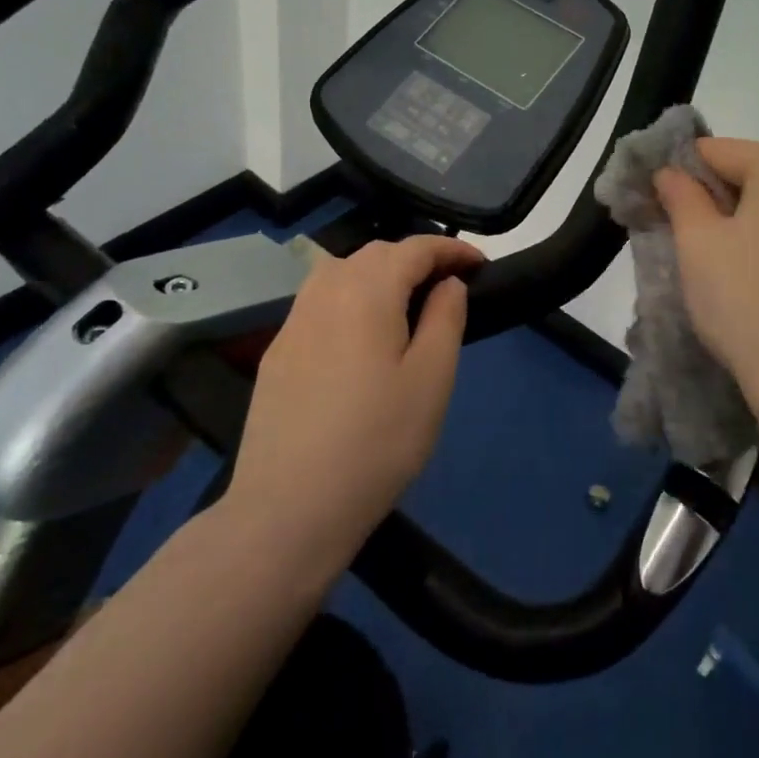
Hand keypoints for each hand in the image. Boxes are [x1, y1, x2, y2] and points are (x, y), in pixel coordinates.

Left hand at [222, 236, 483, 549]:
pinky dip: (351, 297)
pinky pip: (320, 302)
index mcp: (367, 291)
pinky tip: (361, 334)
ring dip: (380, 273)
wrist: (290, 508)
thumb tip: (448, 282)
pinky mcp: (277, 353)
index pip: (414, 248)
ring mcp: (294, 322)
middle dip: (416, 258)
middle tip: (449, 285)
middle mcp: (325, 293)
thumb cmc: (378, 441)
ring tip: (407, 304)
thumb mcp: (432, 378)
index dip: (452, 249)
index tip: (481, 265)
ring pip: (341, 272)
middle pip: (375, 254)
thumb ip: (446, 317)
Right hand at [655, 139, 758, 433]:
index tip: (659, 207)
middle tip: (687, 240)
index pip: (718, 152)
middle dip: (717, 199)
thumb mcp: (697, 243)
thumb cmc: (746, 300)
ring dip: (748, 222)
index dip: (681, 174)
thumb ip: (680, 195)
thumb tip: (671, 172)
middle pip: (754, 174)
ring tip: (724, 266)